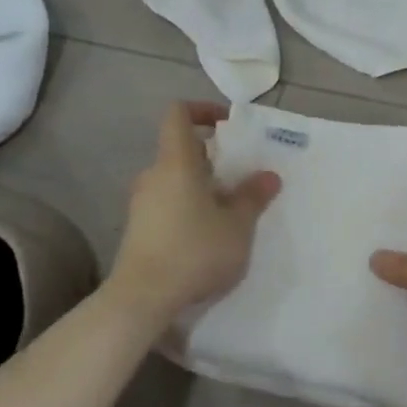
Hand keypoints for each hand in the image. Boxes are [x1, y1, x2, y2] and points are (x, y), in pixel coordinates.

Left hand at [109, 102, 280, 321]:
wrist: (143, 297)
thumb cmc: (194, 250)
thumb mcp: (237, 225)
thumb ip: (253, 197)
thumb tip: (268, 176)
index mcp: (176, 162)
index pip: (178, 114)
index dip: (202, 110)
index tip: (228, 124)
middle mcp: (154, 175)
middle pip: (180, 149)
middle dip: (212, 156)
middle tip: (240, 175)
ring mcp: (142, 203)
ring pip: (175, 179)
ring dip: (202, 185)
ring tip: (230, 209)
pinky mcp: (139, 229)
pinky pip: (167, 203)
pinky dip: (189, 206)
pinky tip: (209, 234)